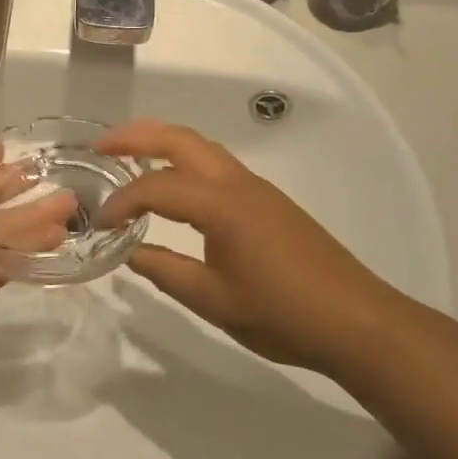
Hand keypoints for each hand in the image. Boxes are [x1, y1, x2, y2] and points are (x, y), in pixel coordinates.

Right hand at [96, 119, 392, 369]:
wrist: (357, 321)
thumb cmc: (282, 313)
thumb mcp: (213, 300)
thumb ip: (165, 271)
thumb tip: (130, 251)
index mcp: (220, 205)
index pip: (156, 187)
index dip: (122, 201)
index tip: (100, 223)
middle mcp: (236, 182)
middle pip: (179, 139)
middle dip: (136, 136)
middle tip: (100, 146)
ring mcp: (256, 187)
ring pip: (201, 145)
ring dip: (162, 142)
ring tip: (129, 155)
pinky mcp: (267, 199)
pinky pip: (216, 162)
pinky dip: (184, 158)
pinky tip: (174, 183)